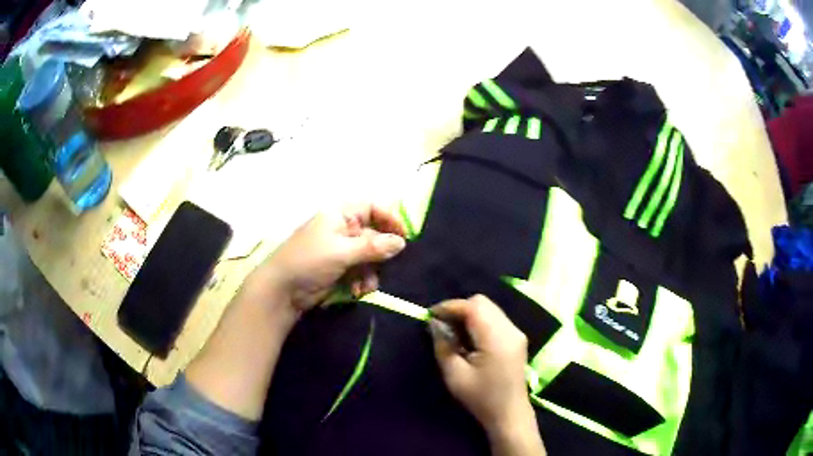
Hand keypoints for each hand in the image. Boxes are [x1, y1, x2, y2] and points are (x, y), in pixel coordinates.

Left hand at [244, 203, 406, 313]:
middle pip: (375, 233)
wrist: (282, 291)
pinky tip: (359, 291)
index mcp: (340, 214)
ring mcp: (342, 249)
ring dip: (372, 271)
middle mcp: (343, 228)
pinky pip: (362, 270)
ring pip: (371, 255)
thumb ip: (373, 247)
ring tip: (366, 285)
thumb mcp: (342, 252)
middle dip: (381, 252)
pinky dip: (364, 280)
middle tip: (386, 265)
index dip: (390, 218)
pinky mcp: (341, 268)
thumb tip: (401, 242)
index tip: (404, 236)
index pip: (372, 207)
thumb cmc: (309, 261)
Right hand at [430, 295, 544, 454]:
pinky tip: (470, 339)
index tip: (431, 316)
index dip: (449, 307)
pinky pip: (495, 318)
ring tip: (454, 333)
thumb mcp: (455, 375)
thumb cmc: (481, 398)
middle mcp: (510, 329)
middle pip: (482, 303)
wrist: (509, 414)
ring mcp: (516, 333)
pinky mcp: (517, 338)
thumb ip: (443, 345)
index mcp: (497, 338)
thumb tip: (435, 323)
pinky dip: (479, 321)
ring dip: (469, 315)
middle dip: (459, 309)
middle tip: (442, 326)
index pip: (473, 307)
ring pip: (489, 308)